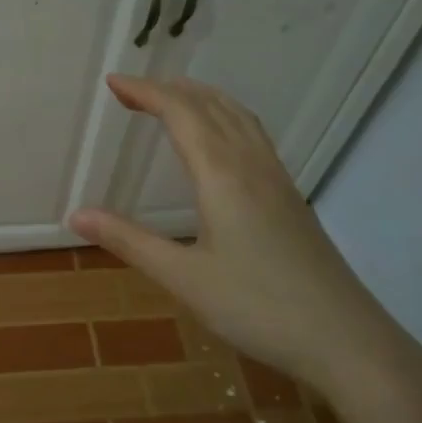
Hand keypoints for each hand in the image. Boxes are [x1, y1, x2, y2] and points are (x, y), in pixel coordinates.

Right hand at [69, 75, 421, 422]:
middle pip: (210, 106)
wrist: (346, 340)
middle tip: (130, 90)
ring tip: (170, 99)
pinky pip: (253, 135)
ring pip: (238, 117)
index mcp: (222, 175)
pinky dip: (225, 117)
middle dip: (168, 89)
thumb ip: (129, 241)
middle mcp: (252, 165)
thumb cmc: (258, 308)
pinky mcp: (290, 196)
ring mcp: (277, 178)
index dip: (145, 92)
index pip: (180, 113)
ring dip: (200, 98)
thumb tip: (75, 215)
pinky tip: (219, 140)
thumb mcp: (183, 278)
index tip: (112, 82)